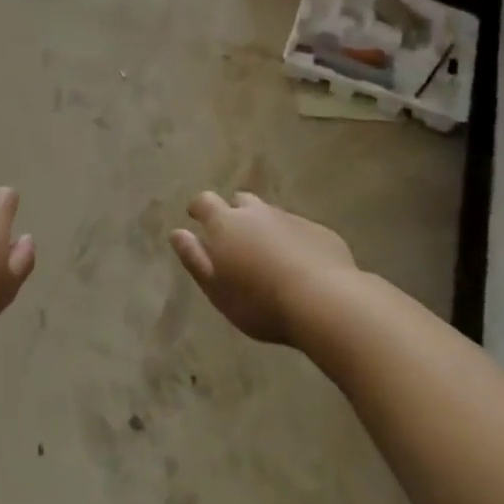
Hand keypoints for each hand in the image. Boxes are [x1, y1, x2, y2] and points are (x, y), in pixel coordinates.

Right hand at [169, 192, 357, 344]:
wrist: (326, 303)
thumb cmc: (260, 301)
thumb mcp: (216, 288)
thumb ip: (194, 258)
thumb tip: (177, 233)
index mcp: (226, 223)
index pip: (205, 201)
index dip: (198, 208)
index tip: (195, 217)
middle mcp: (257, 213)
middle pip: (241, 202)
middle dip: (235, 214)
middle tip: (235, 238)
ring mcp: (291, 219)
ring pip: (271, 215)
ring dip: (265, 227)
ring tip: (268, 255)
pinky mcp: (320, 232)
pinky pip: (299, 230)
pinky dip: (294, 241)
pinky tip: (300, 265)